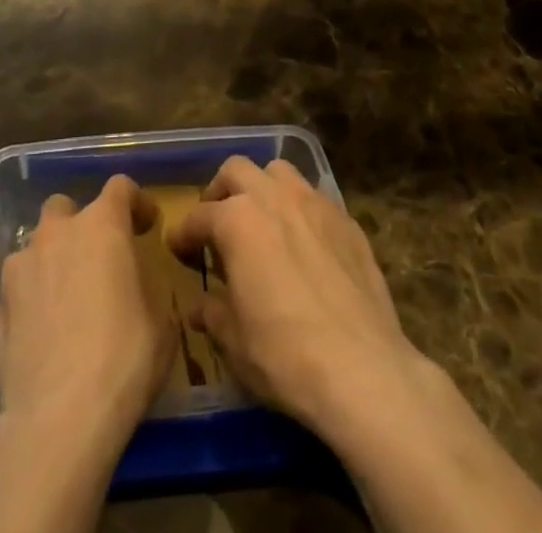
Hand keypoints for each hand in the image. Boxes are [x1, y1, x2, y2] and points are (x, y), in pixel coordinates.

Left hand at [0, 174, 172, 453]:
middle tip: (98, 259)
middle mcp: (57, 232)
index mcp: (102, 226)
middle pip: (67, 207)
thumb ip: (147, 287)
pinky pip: (19, 284)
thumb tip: (137, 286)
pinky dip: (32, 294)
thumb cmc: (123, 361)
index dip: (136, 202)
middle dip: (82, 225)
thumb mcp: (160, 323)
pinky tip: (42, 328)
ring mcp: (20, 265)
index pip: (120, 187)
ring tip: (65, 297)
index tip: (146, 225)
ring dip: (53, 259)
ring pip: (37, 244)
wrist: (57, 420)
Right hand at [167, 156, 422, 442]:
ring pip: (279, 172)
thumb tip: (200, 307)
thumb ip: (213, 313)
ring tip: (262, 220)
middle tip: (217, 223)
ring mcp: (314, 203)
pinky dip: (300, 210)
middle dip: (221, 192)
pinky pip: (315, 199)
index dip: (184, 234)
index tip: (178, 249)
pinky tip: (303, 242)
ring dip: (263, 188)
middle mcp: (274, 197)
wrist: (363, 370)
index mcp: (237, 220)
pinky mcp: (347, 220)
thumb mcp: (234, 341)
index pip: (199, 217)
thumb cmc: (284, 355)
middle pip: (237, 171)